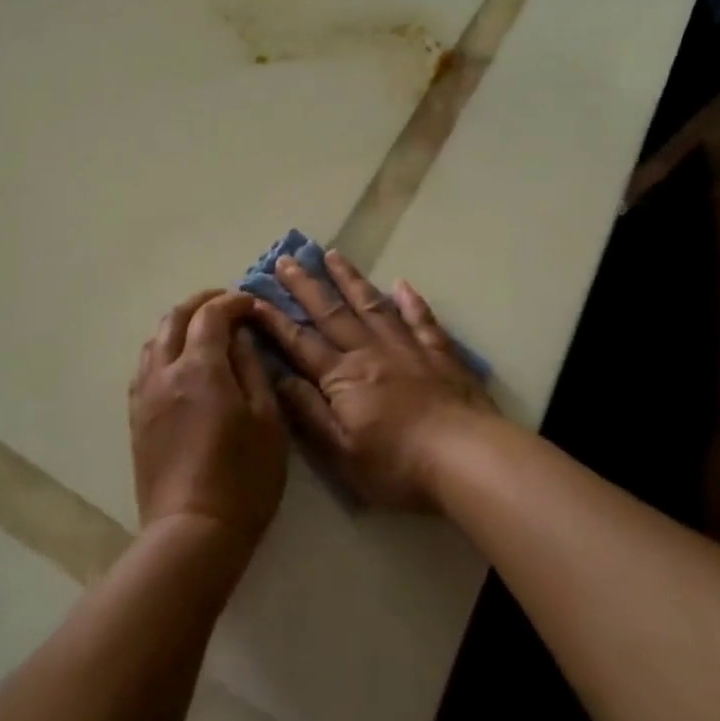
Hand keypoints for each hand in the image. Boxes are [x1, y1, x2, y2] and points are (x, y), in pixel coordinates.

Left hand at [129, 291, 287, 551]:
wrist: (191, 532)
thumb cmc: (243, 478)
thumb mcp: (267, 421)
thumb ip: (252, 369)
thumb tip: (241, 338)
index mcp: (200, 368)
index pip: (211, 314)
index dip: (233, 301)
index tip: (252, 304)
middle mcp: (165, 372)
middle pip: (174, 317)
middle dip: (201, 303)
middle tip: (227, 304)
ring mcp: (144, 394)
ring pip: (155, 340)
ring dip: (179, 324)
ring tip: (203, 331)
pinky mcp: (136, 417)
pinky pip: (145, 366)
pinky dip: (164, 349)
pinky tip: (181, 364)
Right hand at [249, 251, 496, 511]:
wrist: (465, 456)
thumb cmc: (397, 465)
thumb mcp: (341, 452)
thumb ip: (309, 412)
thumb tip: (279, 378)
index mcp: (342, 377)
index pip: (300, 343)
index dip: (275, 321)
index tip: (254, 297)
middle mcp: (369, 352)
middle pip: (331, 313)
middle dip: (305, 286)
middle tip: (286, 259)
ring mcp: (405, 347)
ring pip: (371, 305)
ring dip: (349, 279)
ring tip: (332, 255)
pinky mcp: (438, 353)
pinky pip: (421, 319)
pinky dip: (411, 300)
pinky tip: (401, 284)